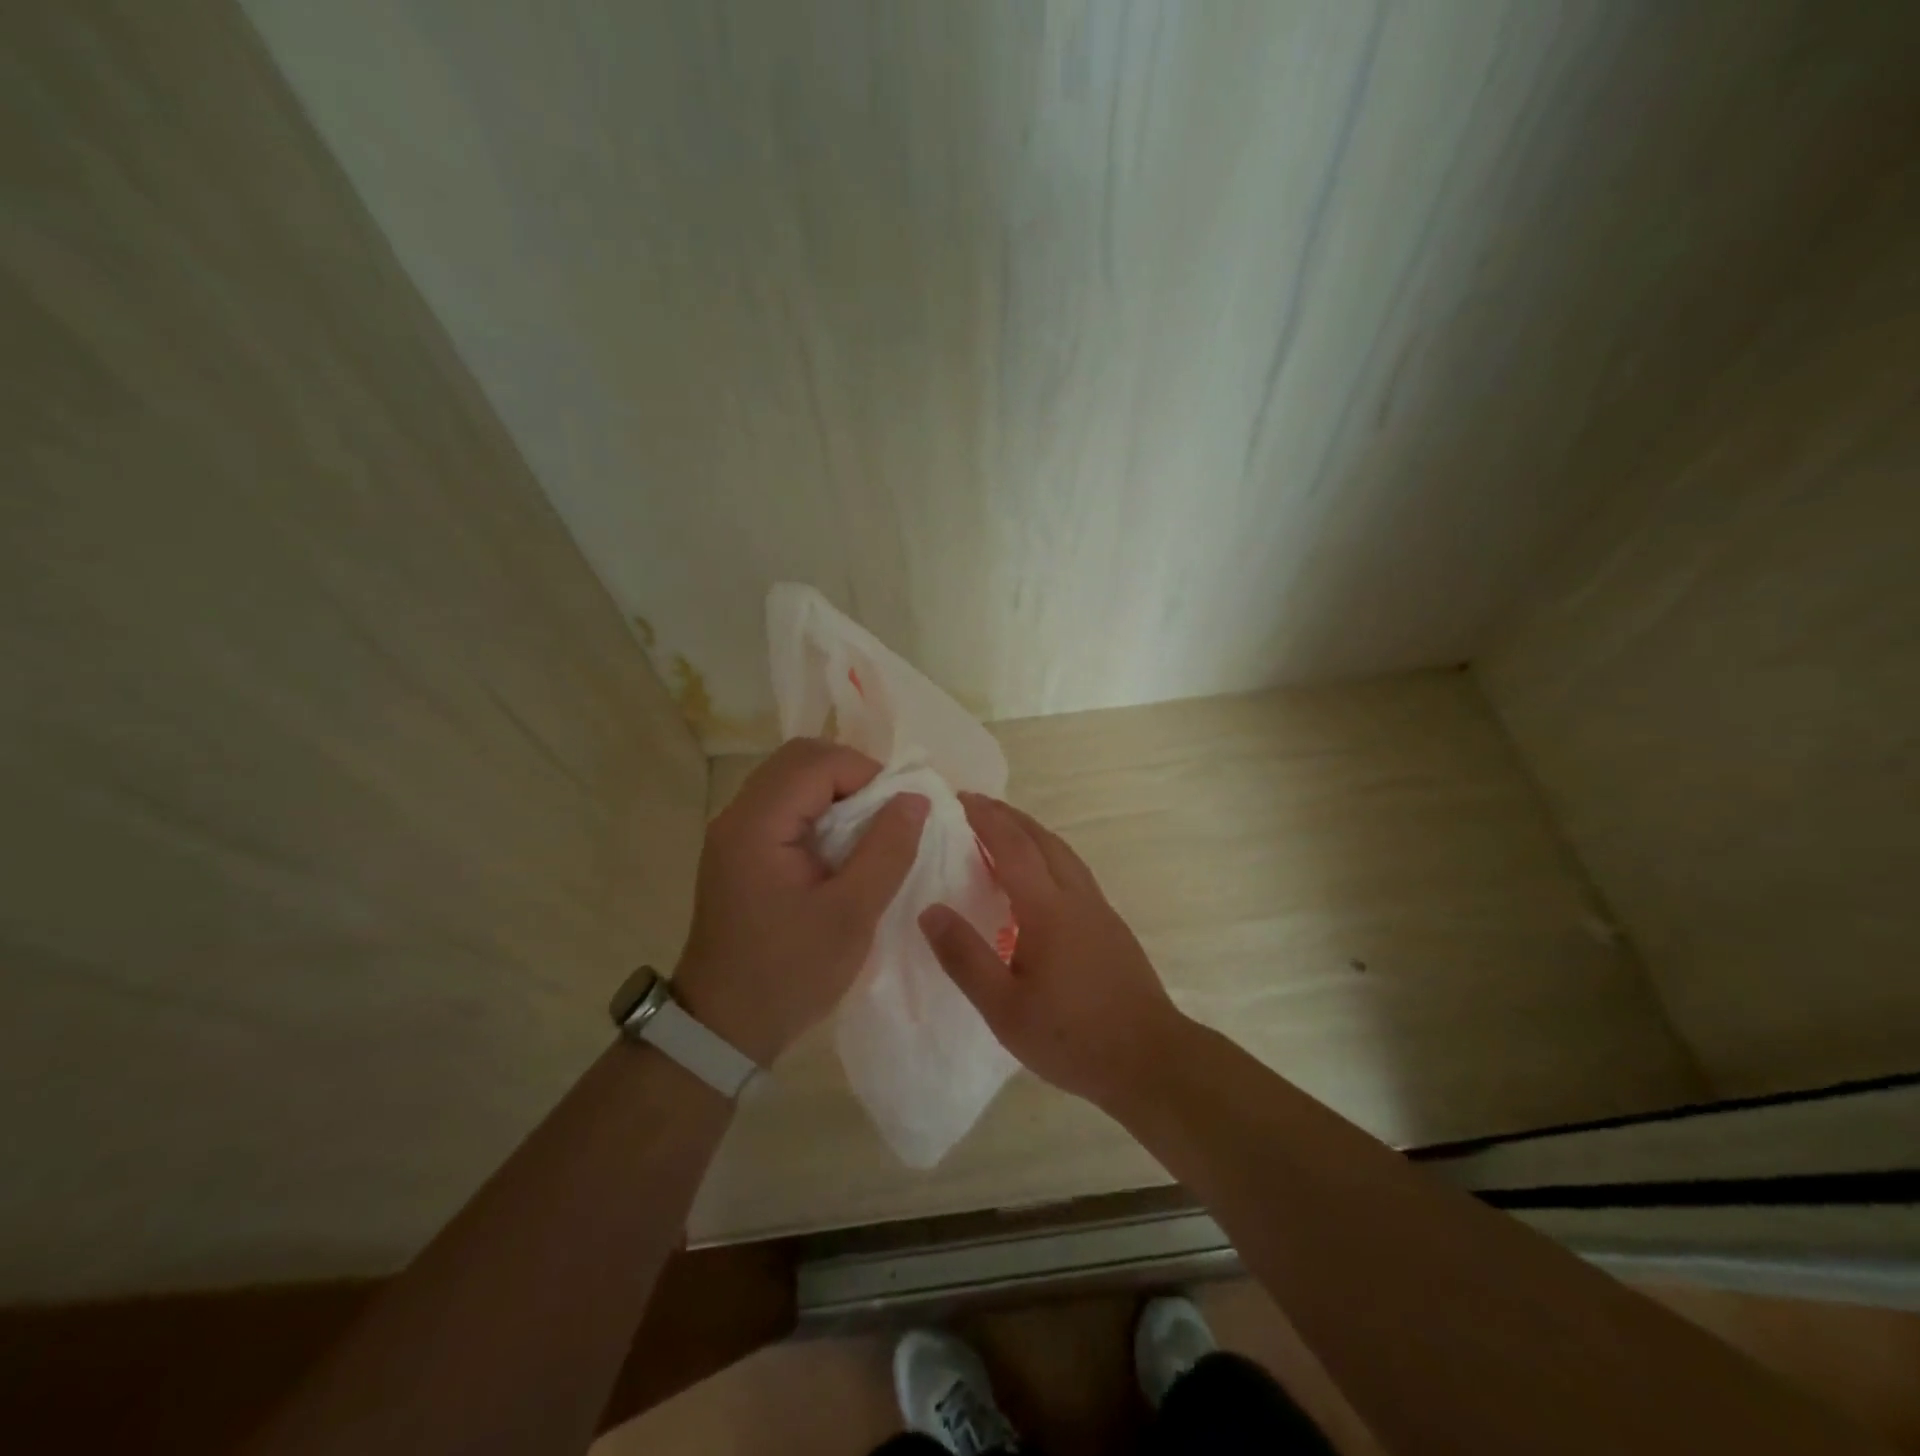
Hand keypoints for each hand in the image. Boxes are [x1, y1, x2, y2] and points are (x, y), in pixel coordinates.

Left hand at [672, 738, 928, 1066]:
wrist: (723, 1027)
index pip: (817, 762)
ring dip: (837, 791)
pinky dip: (820, 810)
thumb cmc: (789, 973)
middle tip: (887, 814)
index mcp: (757, 825)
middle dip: (852, 774)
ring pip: (792, 779)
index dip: (867, 773)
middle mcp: (738, 815)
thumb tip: (915, 798)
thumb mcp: (852, 915)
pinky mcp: (740, 850)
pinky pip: (784, 805)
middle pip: (800, 759)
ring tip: (870, 830)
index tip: (901, 810)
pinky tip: (842, 846)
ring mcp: (734, 832)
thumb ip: (887, 850)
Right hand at [918, 793, 1184, 1109]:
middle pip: (1042, 839)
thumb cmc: (1072, 1037)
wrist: (1150, 1060)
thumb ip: (965, 957)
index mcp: (1047, 909)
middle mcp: (1076, 897)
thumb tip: (929, 910)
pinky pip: (1074, 872)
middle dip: (1008, 816)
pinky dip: (1049, 855)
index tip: (959, 798)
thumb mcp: (1004, 1008)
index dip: (985, 819)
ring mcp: (1099, 909)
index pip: (1011, 847)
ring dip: (1032, 832)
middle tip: (977, 804)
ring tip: (1005, 831)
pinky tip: (1039, 879)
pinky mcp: (1111, 926)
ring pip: (1063, 853)